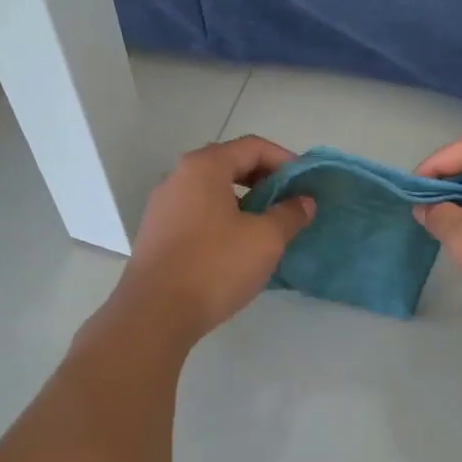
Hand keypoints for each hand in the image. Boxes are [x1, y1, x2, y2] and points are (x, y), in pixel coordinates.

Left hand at [108, 135, 314, 346]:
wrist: (155, 314)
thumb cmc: (215, 266)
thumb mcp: (265, 239)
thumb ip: (289, 214)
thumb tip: (304, 202)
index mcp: (204, 167)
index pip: (252, 147)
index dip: (285, 161)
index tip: (306, 184)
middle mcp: (178, 177)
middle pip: (230, 164)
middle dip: (265, 180)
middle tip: (290, 203)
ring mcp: (163, 206)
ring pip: (213, 191)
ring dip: (244, 202)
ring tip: (269, 226)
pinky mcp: (157, 234)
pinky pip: (198, 214)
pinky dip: (223, 219)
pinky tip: (239, 247)